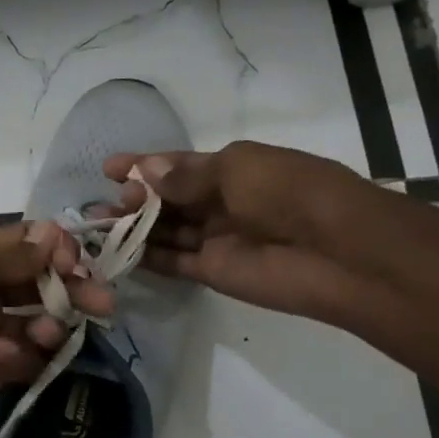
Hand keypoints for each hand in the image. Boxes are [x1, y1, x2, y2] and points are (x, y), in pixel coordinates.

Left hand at [0, 222, 113, 426]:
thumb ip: (11, 254)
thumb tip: (54, 234)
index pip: (29, 247)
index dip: (59, 252)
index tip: (81, 264)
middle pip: (40, 287)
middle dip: (71, 292)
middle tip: (102, 305)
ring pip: (35, 325)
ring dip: (50, 328)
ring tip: (48, 336)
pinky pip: (19, 361)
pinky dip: (24, 359)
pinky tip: (9, 356)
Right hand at [102, 141, 382, 319]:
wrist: (338, 253)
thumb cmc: (290, 193)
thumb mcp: (237, 169)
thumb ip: (186, 176)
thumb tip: (144, 171)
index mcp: (234, 169)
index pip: (179, 166)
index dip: (144, 165)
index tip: (109, 168)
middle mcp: (222, 202)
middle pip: (168, 199)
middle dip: (135, 197)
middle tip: (108, 202)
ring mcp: (216, 239)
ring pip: (165, 230)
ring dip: (133, 226)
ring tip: (100, 225)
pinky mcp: (212, 271)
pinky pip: (171, 262)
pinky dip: (145, 257)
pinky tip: (116, 251)